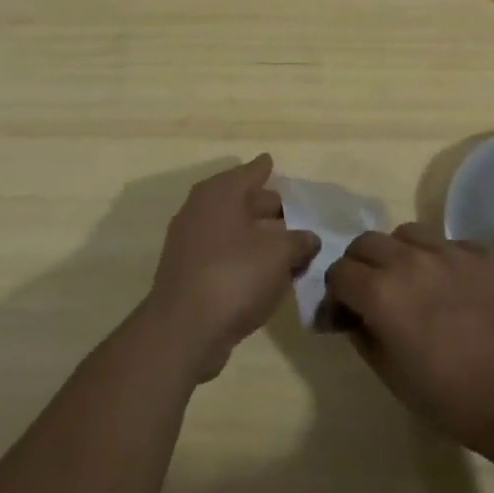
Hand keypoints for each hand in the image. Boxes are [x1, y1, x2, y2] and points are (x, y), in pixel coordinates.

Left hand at [143, 155, 320, 382]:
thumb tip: (309, 238)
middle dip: (266, 205)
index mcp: (220, 193)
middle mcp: (200, 209)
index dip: (265, 168)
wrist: (184, 330)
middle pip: (240, 199)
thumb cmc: (235, 276)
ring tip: (287, 244)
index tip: (272, 162)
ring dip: (257, 234)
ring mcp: (190, 242)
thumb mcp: (280, 255)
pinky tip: (265, 271)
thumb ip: (299, 241)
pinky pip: (223, 253)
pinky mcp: (188, 272)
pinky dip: (243, 255)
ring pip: (232, 228)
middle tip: (293, 212)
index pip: (250, 172)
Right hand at [325, 223, 493, 455]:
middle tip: (372, 294)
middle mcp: (410, 260)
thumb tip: (351, 316)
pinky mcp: (483, 253)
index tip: (345, 315)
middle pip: (367, 242)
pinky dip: (440, 259)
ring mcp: (450, 251)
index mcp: (381, 292)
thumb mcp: (392, 377)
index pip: (339, 272)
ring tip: (412, 281)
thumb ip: (363, 335)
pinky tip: (453, 286)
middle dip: (361, 266)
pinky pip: (449, 243)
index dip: (336, 294)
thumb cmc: (453, 399)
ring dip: (398, 253)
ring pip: (407, 233)